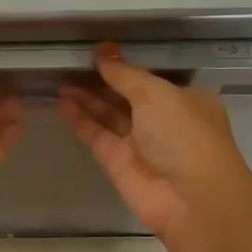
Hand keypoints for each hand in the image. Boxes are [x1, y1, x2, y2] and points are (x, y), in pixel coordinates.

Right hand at [58, 44, 251, 243]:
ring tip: (59, 79)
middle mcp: (163, 120)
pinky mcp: (118, 162)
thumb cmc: (184, 134)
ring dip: (86, 97)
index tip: (98, 51)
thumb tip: (103, 51)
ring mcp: (139, 142)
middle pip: (126, 96)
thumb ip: (125, 74)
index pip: (150, 78)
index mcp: (184, 99)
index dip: (125, 65)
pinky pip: (96, 134)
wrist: (191, 200)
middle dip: (102, 81)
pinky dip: (80, 118)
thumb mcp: (157, 94)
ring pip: (109, 114)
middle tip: (71, 62)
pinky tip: (62, 101)